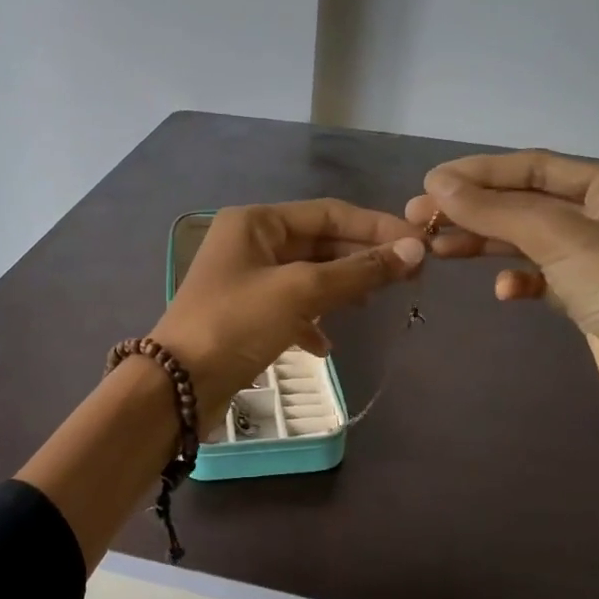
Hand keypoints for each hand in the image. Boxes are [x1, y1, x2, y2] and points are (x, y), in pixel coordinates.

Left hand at [151, 200, 424, 416]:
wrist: (178, 385)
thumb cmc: (236, 324)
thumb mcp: (300, 292)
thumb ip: (358, 272)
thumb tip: (414, 250)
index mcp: (256, 221)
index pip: (329, 213)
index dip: (376, 226)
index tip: (419, 243)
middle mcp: (250, 242)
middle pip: (320, 242)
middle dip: (362, 258)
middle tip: (410, 276)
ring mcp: (247, 279)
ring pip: (308, 275)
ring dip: (342, 288)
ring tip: (375, 304)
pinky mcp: (246, 315)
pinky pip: (291, 307)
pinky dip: (312, 320)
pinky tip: (325, 344)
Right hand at [405, 151, 598, 422]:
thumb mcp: (556, 236)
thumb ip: (494, 209)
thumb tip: (436, 183)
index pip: (534, 166)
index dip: (480, 173)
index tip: (430, 182)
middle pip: (527, 202)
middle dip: (475, 210)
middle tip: (421, 219)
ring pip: (530, 240)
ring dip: (486, 244)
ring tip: (439, 251)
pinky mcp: (592, 296)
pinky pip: (544, 276)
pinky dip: (520, 280)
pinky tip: (504, 292)